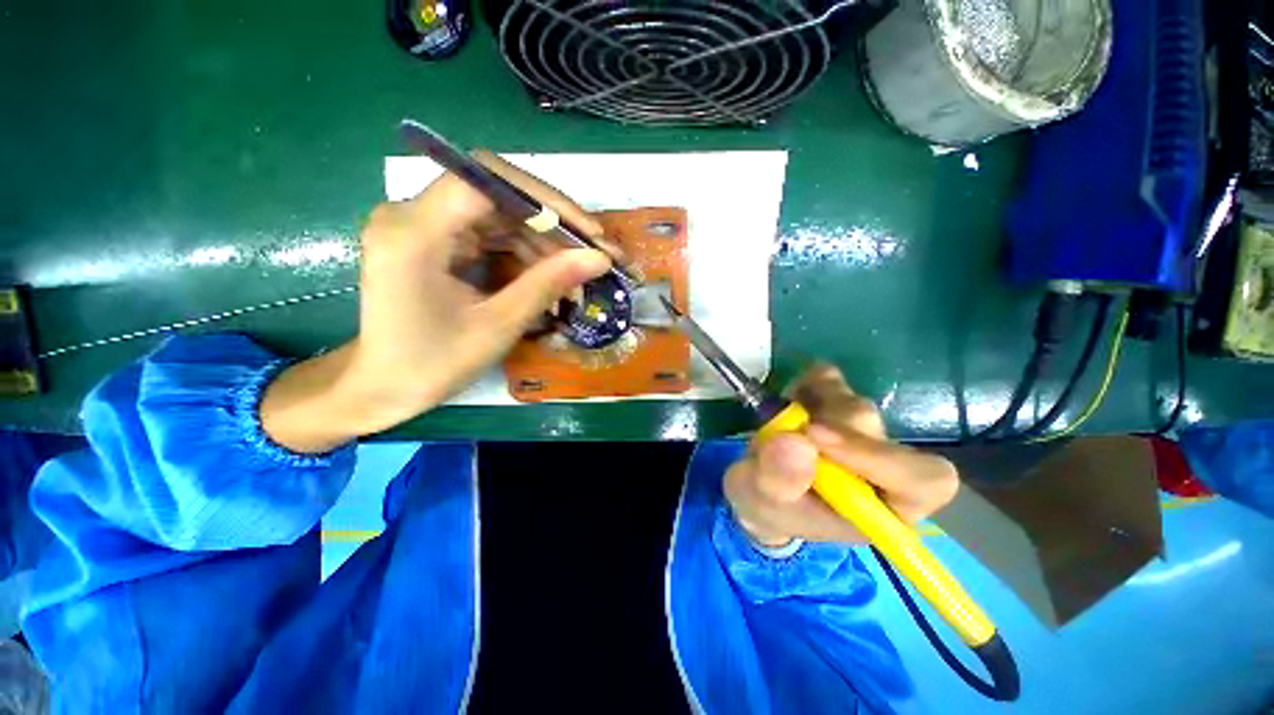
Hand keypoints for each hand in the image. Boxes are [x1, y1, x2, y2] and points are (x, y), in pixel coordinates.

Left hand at [261, 153, 613, 452]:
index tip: (588, 232)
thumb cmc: (433, 365)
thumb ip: (547, 285)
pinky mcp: (433, 238)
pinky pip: (488, 230)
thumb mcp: (498, 326)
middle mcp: (410, 214)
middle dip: (551, 221)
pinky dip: (523, 248)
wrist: (381, 386)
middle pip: (495, 192)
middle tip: (592, 251)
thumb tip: (598, 259)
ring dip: (542, 237)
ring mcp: (421, 224)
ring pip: (497, 211)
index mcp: (414, 234)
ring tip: (576, 268)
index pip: (486, 181)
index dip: (545, 200)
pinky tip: (548, 270)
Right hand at [724, 365, 959, 547]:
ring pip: (852, 403)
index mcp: (883, 507)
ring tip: (779, 425)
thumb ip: (778, 481)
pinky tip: (792, 402)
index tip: (815, 436)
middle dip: (821, 427)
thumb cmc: (769, 506)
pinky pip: (830, 377)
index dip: (878, 456)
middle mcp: (884, 466)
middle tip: (782, 431)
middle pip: (876, 430)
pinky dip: (807, 382)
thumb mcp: (761, 502)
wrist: (761, 487)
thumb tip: (797, 442)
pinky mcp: (839, 402)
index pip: (921, 480)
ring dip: (809, 407)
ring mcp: (862, 430)